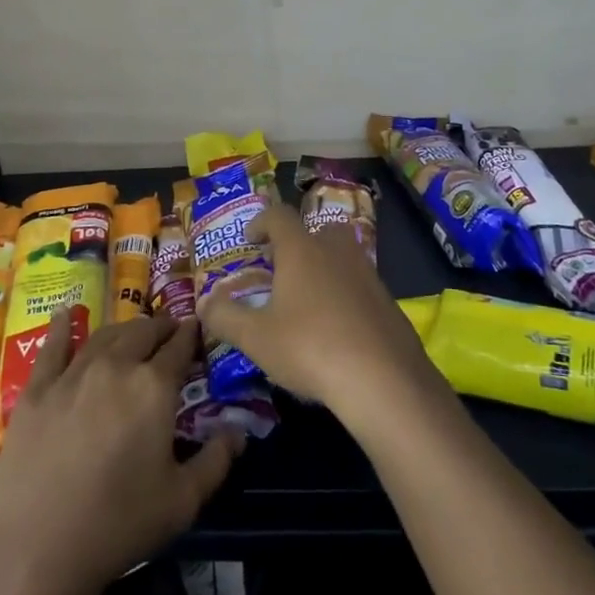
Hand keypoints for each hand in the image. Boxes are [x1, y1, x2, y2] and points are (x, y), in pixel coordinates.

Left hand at [0, 309, 240, 594]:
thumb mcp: (183, 501)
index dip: (191, 335)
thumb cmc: (119, 524)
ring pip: (104, 336)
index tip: (197, 329)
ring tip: (133, 331)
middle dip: (161, 327)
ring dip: (124, 329)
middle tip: (169, 331)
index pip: (179, 347)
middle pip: (142, 333)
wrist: (36, 550)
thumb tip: (239, 432)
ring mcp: (72, 375)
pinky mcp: (36, 391)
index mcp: (154, 387)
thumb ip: (216, 461)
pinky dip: (64, 327)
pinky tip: (68, 313)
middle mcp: (116, 367)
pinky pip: (53, 347)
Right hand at [196, 203, 444, 428]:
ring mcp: (368, 274)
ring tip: (307, 302)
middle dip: (298, 244)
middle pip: (317, 231)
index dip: (261, 221)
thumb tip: (205, 301)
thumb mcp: (256, 338)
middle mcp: (337, 251)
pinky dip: (345, 296)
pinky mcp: (388, 301)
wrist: (383, 378)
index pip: (279, 215)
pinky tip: (336, 329)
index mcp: (302, 249)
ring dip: (323, 270)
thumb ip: (226, 317)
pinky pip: (360, 286)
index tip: (250, 239)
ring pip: (342, 258)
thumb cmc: (310, 348)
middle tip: (282, 269)